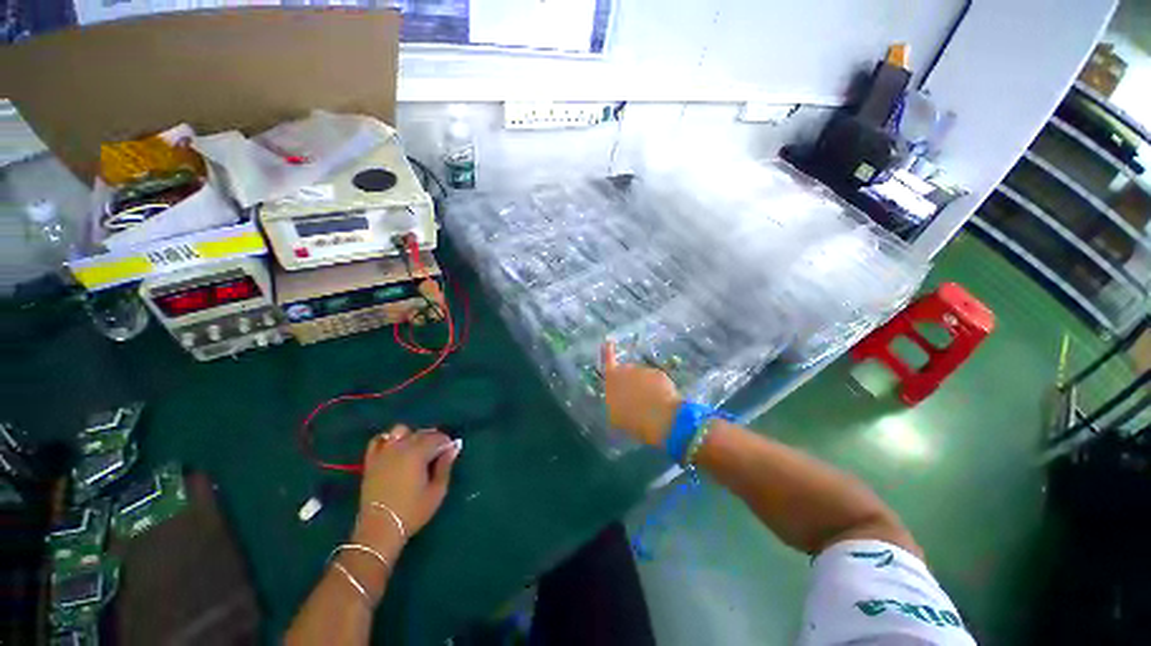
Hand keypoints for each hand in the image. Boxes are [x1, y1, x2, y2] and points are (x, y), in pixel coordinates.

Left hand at [354, 425, 459, 558]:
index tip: (451, 450)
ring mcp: (383, 453)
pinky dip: (388, 439)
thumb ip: (445, 466)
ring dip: (412, 435)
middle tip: (438, 452)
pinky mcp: (371, 461)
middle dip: (432, 438)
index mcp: (418, 453)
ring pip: (400, 431)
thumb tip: (453, 448)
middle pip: (421, 433)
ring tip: (417, 449)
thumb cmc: (412, 511)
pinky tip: (395, 448)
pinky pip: (379, 440)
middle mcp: (400, 447)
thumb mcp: (437, 490)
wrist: (380, 529)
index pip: (437, 438)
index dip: (446, 442)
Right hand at [601, 341, 681, 446]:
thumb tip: (616, 399)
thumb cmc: (633, 420)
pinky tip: (660, 403)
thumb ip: (613, 402)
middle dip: (630, 381)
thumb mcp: (615, 416)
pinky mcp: (660, 374)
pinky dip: (657, 389)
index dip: (607, 352)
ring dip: (644, 386)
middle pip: (626, 371)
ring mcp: (645, 370)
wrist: (661, 419)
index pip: (608, 360)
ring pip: (642, 377)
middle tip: (634, 398)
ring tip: (648, 405)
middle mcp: (627, 370)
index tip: (608, 342)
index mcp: (612, 379)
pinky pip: (656, 381)